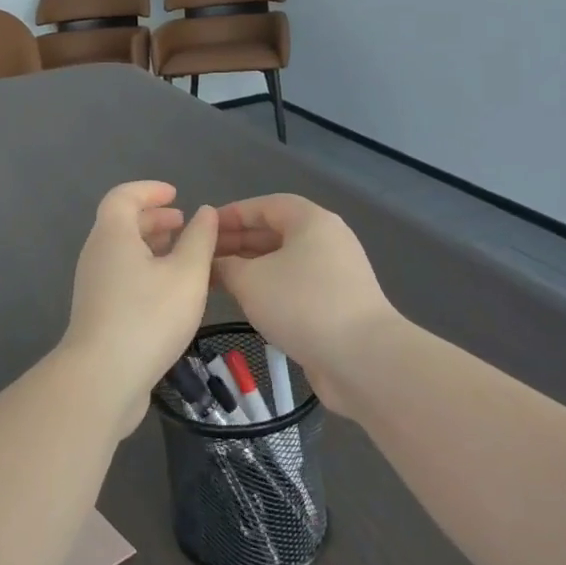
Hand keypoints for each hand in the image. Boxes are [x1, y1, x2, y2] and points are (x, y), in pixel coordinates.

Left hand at [61, 181, 219, 436]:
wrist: (102, 378)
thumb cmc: (148, 317)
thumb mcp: (187, 274)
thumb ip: (200, 239)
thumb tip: (205, 212)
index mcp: (113, 235)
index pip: (123, 196)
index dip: (149, 190)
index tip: (176, 195)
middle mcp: (97, 254)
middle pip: (121, 223)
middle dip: (154, 219)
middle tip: (184, 224)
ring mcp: (93, 285)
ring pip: (123, 252)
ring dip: (151, 246)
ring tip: (184, 256)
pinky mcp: (97, 312)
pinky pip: (122, 276)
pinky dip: (145, 270)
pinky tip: (170, 292)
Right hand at [213, 194, 397, 416]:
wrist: (363, 359)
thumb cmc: (302, 305)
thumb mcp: (250, 280)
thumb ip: (226, 265)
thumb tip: (215, 263)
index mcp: (311, 221)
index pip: (264, 205)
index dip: (231, 214)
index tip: (202, 229)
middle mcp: (327, 240)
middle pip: (275, 231)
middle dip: (238, 242)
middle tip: (204, 257)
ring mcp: (336, 273)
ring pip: (285, 261)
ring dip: (251, 267)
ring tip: (218, 280)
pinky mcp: (338, 303)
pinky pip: (296, 284)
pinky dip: (270, 287)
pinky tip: (247, 303)